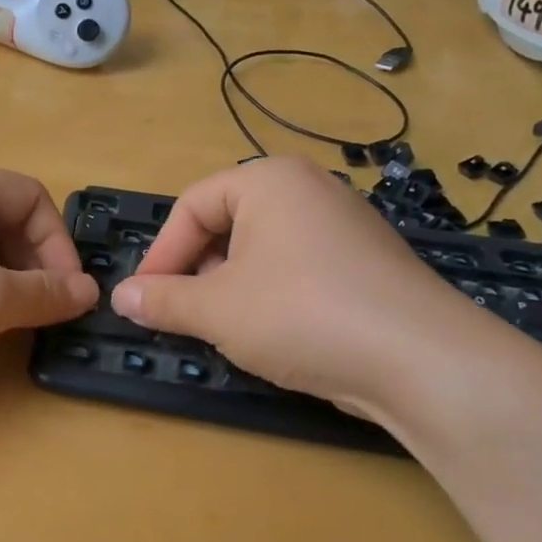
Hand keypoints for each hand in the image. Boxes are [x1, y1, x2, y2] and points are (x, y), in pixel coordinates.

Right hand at [110, 158, 472, 416]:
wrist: (421, 361)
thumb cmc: (301, 314)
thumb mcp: (216, 309)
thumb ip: (162, 300)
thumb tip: (121, 297)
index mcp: (268, 181)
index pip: (192, 206)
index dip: (160, 254)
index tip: (143, 299)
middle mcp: (309, 191)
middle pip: (227, 225)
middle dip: (196, 272)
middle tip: (181, 314)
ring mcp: (343, 227)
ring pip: (262, 252)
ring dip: (230, 289)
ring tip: (224, 329)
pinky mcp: (365, 266)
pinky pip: (298, 271)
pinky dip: (271, 298)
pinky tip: (273, 336)